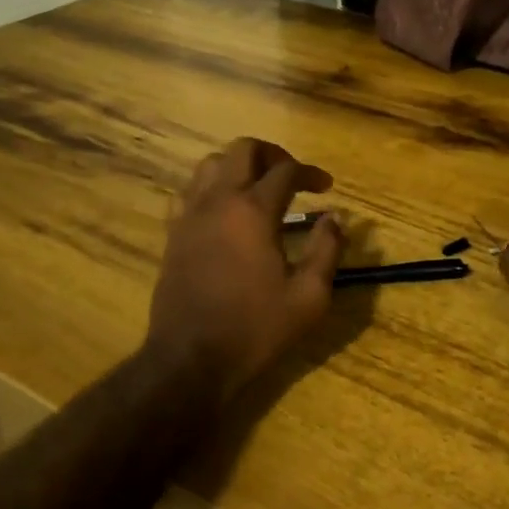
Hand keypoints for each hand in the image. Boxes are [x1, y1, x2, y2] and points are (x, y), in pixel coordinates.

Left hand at [145, 138, 344, 401]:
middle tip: (291, 177)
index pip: (285, 170)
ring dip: (238, 167)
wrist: (191, 359)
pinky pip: (189, 191)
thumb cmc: (255, 329)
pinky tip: (224, 211)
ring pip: (211, 164)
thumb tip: (334, 219)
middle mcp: (218, 201)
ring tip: (258, 188)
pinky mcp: (173, 233)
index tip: (326, 187)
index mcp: (253, 211)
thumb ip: (327, 251)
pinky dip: (211, 188)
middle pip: (243, 149)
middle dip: (272, 155)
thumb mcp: (309, 297)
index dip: (310, 173)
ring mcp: (190, 215)